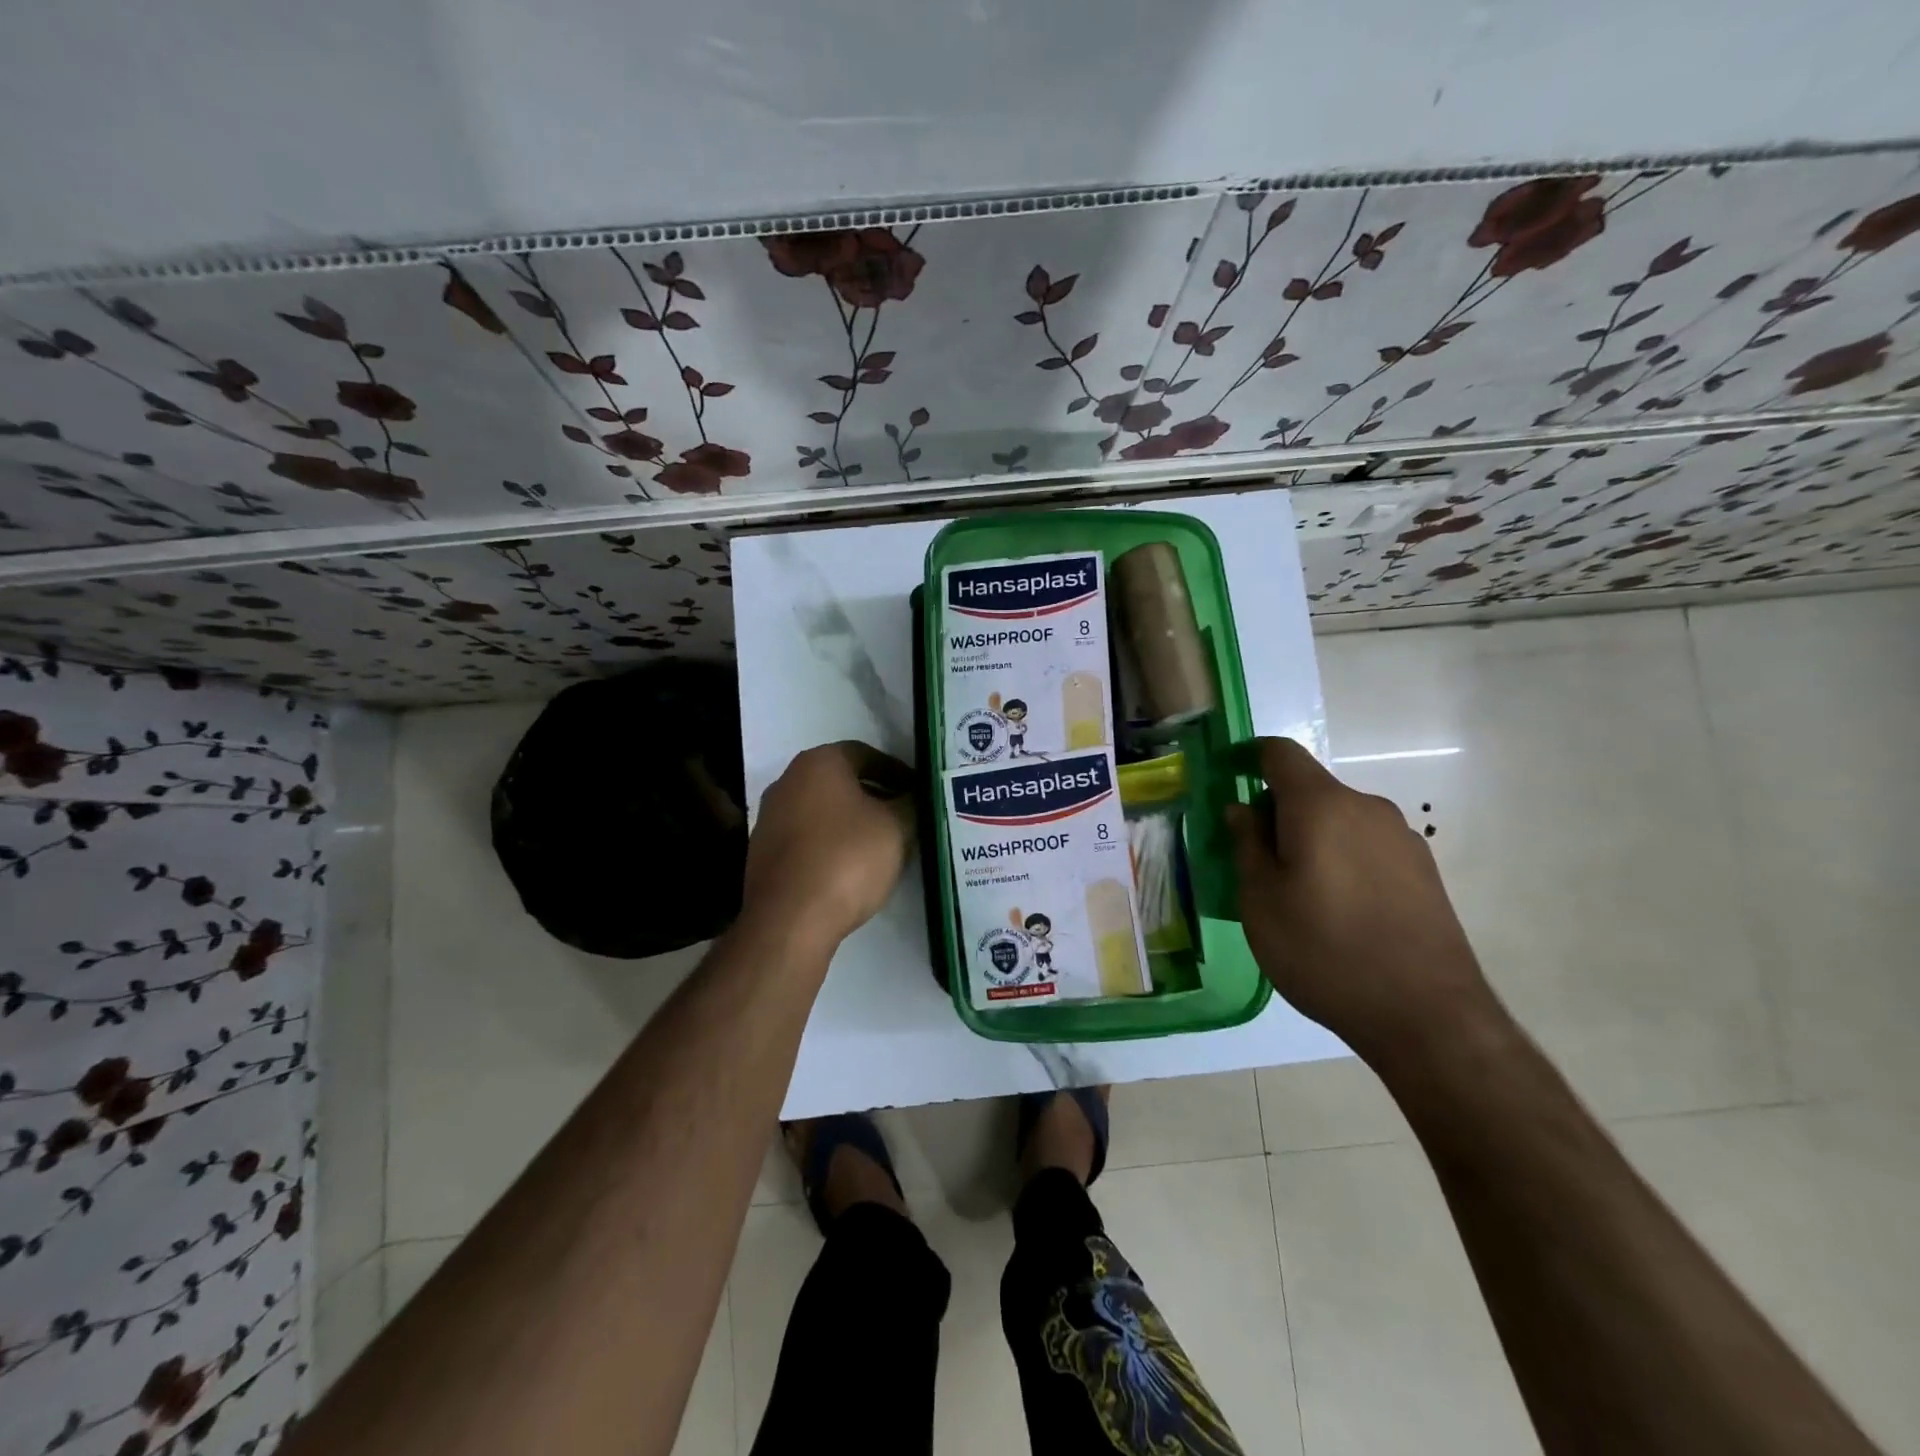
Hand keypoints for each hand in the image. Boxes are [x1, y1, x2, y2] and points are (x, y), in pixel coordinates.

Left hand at [742, 741, 914, 950]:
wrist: (789, 919)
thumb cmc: (847, 859)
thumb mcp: (897, 827)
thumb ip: (911, 804)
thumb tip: (916, 796)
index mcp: (818, 763)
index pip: (866, 754)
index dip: (897, 772)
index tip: (918, 793)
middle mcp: (787, 781)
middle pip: (842, 782)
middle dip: (875, 797)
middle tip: (905, 818)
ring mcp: (770, 818)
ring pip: (824, 811)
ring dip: (853, 822)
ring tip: (883, 846)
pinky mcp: (764, 853)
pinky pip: (808, 838)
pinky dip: (832, 845)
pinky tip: (852, 869)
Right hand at [1224, 737, 1499, 1063]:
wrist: (1427, 1016)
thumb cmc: (1324, 950)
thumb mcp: (1261, 900)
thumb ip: (1247, 845)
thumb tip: (1243, 809)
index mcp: (1320, 805)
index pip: (1279, 753)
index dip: (1249, 758)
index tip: (1228, 782)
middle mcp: (1366, 808)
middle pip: (1310, 790)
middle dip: (1277, 813)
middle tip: (1255, 862)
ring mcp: (1402, 839)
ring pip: (1340, 821)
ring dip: (1311, 840)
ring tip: (1298, 895)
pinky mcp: (1425, 872)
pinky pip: (1367, 847)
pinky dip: (1342, 861)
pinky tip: (1339, 913)